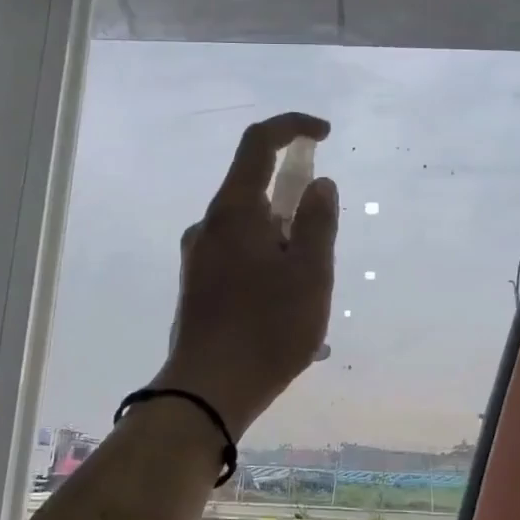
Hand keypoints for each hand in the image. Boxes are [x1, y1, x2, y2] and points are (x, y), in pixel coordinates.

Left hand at [153, 112, 337, 437]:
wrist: (207, 391)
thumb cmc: (266, 328)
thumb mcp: (310, 273)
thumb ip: (318, 221)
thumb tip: (319, 183)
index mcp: (234, 210)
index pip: (259, 143)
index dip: (293, 127)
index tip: (323, 134)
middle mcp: (209, 225)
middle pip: (255, 190)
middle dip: (295, 208)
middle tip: (320, 255)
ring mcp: (198, 257)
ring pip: (250, 231)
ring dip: (284, 247)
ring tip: (307, 299)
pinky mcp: (196, 286)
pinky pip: (240, 261)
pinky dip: (268, 270)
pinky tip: (286, 316)